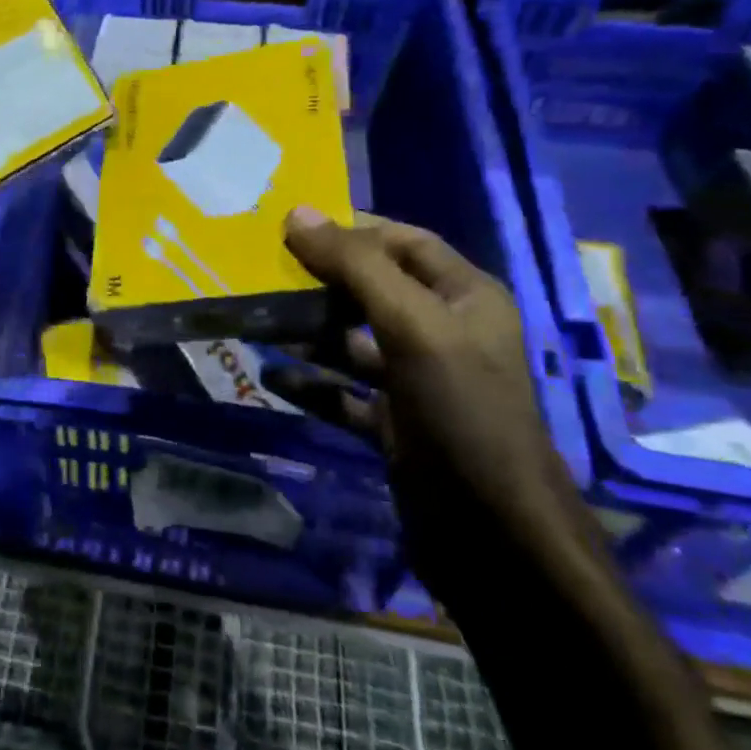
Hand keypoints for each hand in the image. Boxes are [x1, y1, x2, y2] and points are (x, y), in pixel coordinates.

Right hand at [282, 207, 590, 570]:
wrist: (494, 535)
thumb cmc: (462, 412)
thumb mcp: (413, 327)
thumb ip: (356, 268)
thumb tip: (297, 214)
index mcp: (464, 298)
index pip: (404, 242)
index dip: (352, 230)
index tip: (291, 227)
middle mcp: (443, 333)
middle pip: (373, 290)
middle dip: (320, 282)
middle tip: (262, 272)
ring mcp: (418, 382)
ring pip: (353, 343)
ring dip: (308, 334)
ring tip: (257, 322)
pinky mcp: (396, 425)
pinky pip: (344, 393)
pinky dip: (310, 384)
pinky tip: (269, 377)